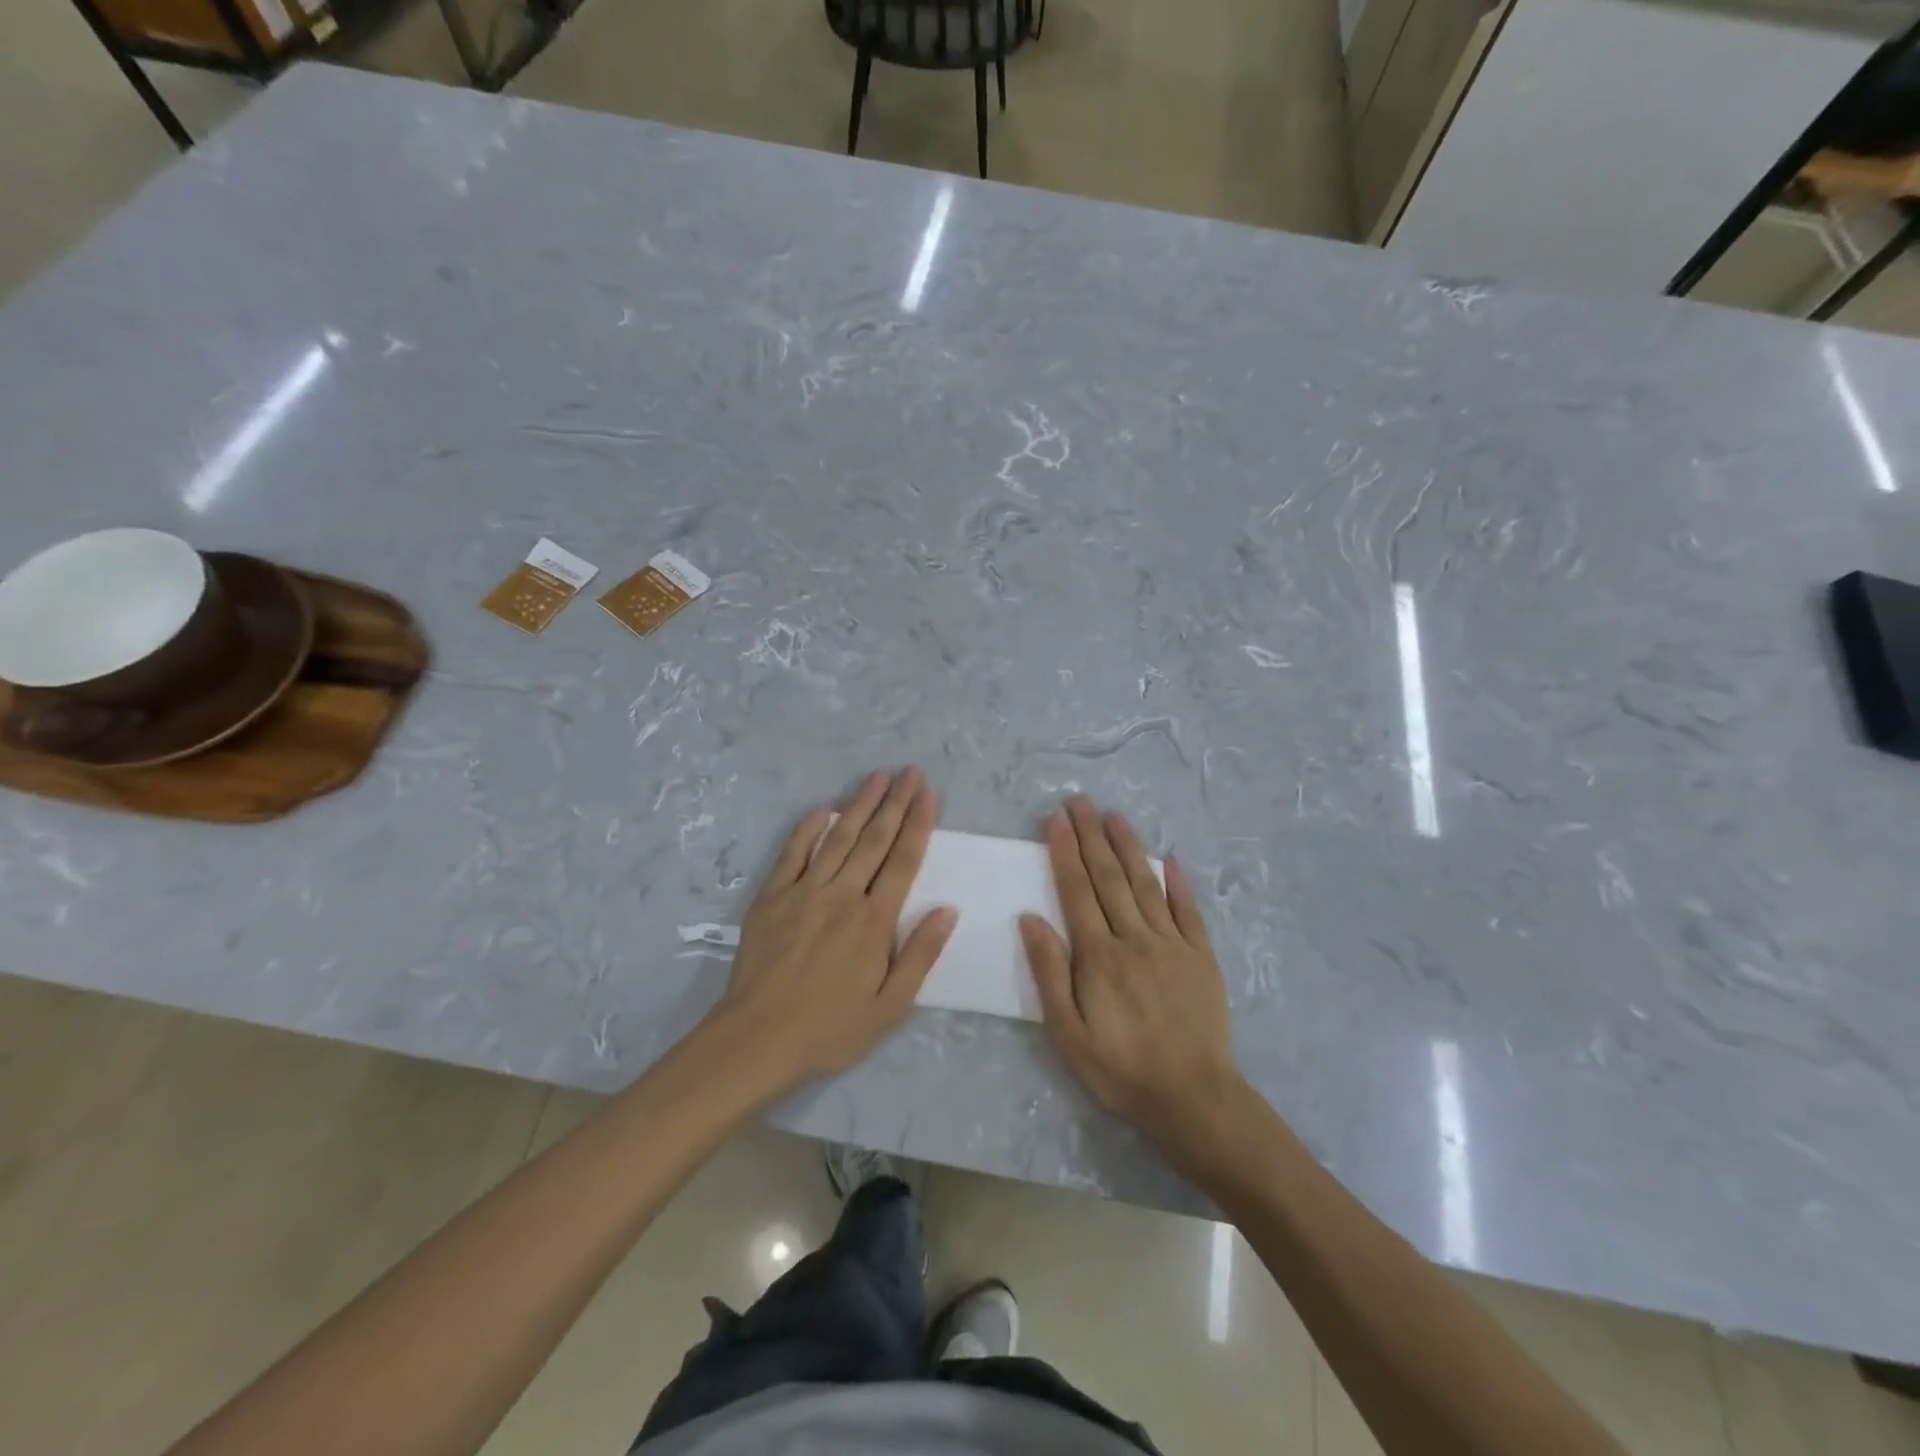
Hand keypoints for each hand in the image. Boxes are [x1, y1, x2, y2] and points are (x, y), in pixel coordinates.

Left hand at [708, 768, 957, 1087]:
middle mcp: (842, 896)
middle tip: (909, 772)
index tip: (928, 792)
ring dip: (859, 805)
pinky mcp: (772, 898)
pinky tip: (822, 808)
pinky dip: (807, 829)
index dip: (918, 823)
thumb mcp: (890, 1007)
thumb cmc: (830, 1029)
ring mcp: (804, 892)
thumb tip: (947, 909)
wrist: (757, 1039)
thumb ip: (920, 955)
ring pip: (838, 838)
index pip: (903, 860)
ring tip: (877, 777)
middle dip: (895, 802)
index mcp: (874, 921)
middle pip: (874, 840)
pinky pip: (792, 854)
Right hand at [1020, 796, 1242, 1154]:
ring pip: (1145, 884)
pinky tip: (1170, 858)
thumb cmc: (1119, 1070)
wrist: (1192, 1099)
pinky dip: (1178, 882)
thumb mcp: (1067, 1034)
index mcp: (1098, 956)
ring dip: (1128, 847)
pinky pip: (1188, 911)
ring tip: (1114, 816)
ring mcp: (1172, 944)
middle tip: (1079, 801)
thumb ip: (1049, 973)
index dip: (1065, 852)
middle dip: (1091, 836)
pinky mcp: (1201, 956)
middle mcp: (1134, 939)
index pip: (1077, 891)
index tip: (1056, 819)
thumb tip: (1030, 918)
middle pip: (1109, 878)